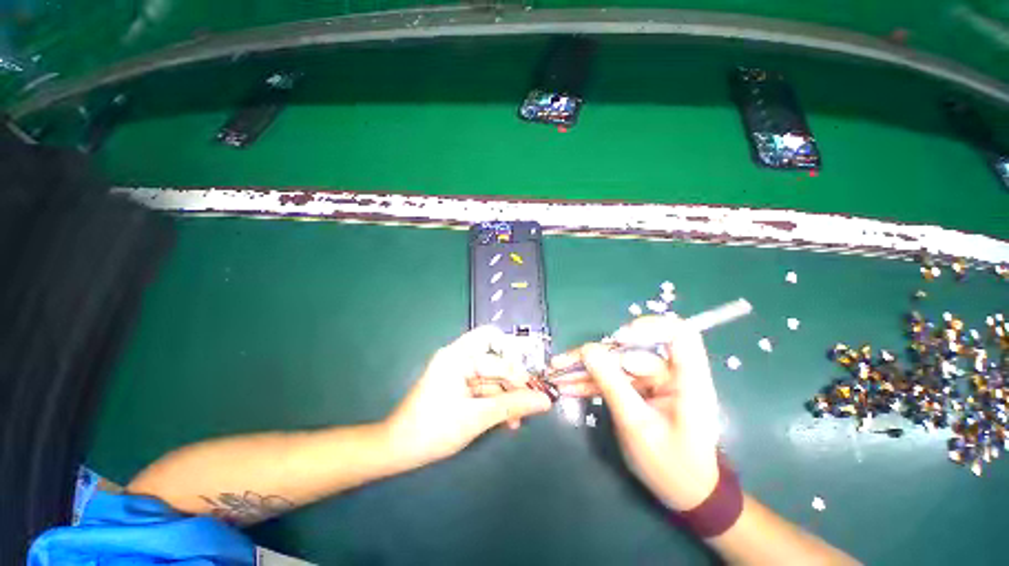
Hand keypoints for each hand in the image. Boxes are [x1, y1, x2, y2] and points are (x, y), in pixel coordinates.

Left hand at [385, 326, 552, 467]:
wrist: (398, 451)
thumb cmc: (434, 429)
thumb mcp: (477, 417)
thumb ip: (512, 405)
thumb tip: (544, 400)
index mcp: (458, 355)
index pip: (496, 350)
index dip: (516, 369)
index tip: (532, 388)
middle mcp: (458, 357)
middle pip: (495, 360)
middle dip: (512, 383)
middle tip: (528, 403)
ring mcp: (458, 372)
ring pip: (492, 377)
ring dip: (506, 396)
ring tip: (517, 420)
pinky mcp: (458, 386)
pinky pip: (483, 388)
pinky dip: (495, 402)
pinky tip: (506, 420)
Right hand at [551, 315, 720, 510]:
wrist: (682, 492)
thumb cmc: (670, 465)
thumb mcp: (637, 425)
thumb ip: (612, 385)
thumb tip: (588, 351)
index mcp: (688, 380)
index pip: (679, 334)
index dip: (649, 327)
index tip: (619, 339)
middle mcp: (670, 374)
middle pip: (630, 351)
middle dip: (594, 356)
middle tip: (562, 364)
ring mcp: (652, 381)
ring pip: (615, 364)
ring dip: (585, 369)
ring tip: (556, 374)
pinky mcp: (639, 389)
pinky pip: (612, 378)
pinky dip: (591, 381)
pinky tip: (568, 385)